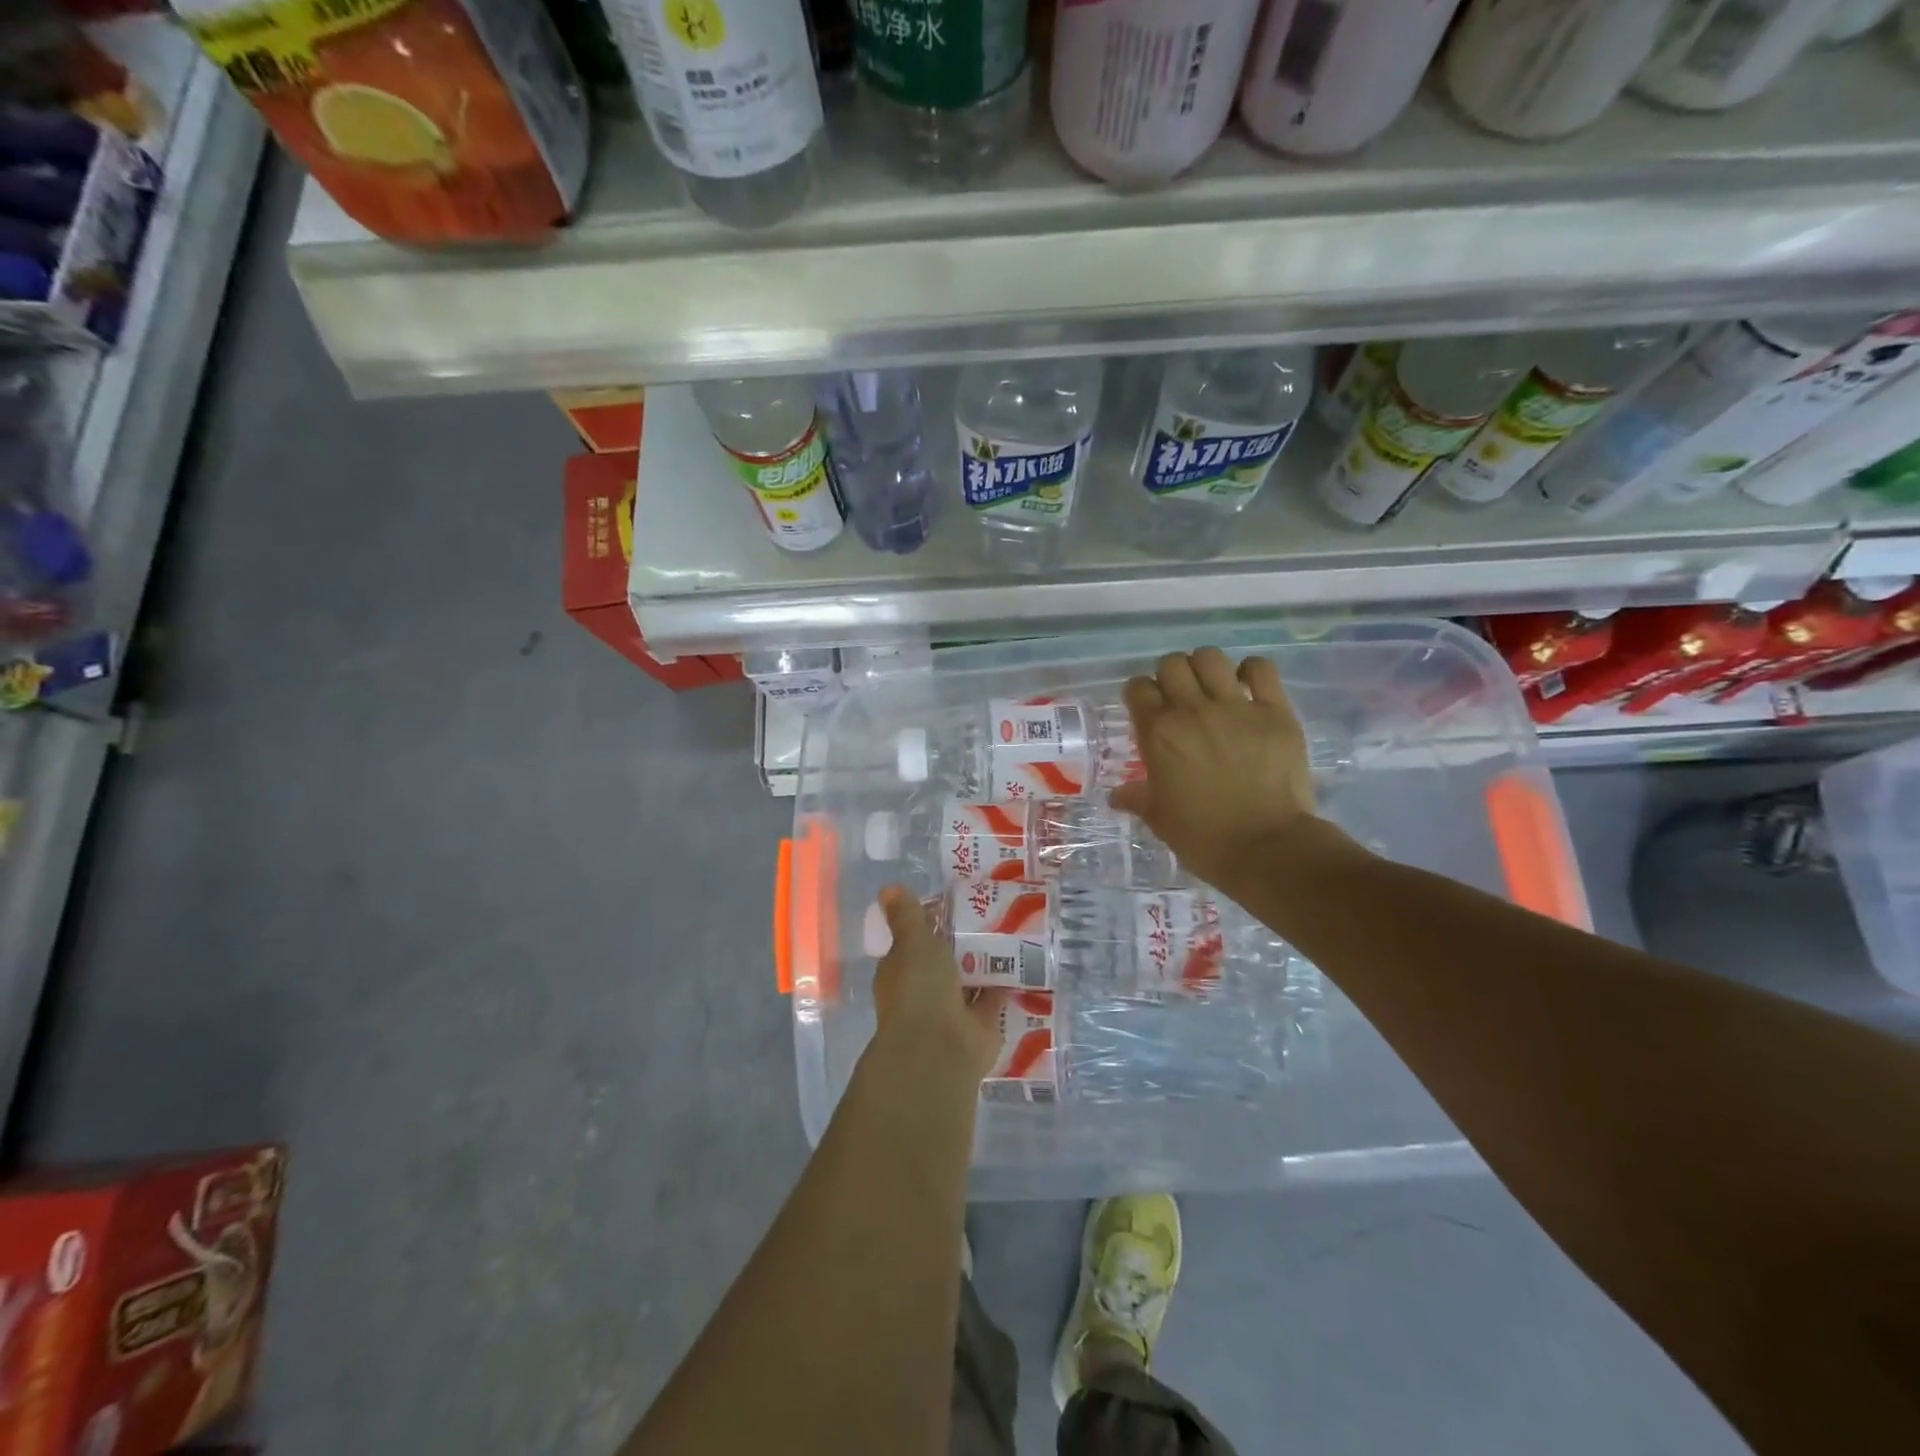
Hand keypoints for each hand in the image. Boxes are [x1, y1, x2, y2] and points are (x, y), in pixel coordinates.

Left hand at [868, 885, 1005, 1090]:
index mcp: (901, 970)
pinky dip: (1004, 985)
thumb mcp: (912, 942)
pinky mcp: (979, 1026)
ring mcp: (952, 1010)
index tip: (955, 902)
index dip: (931, 922)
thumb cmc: (919, 988)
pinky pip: (993, 999)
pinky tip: (1024, 963)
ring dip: (984, 963)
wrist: (940, 1048)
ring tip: (1012, 931)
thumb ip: (906, 916)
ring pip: (969, 980)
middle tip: (992, 911)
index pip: (914, 941)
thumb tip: (887, 887)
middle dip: (962, 942)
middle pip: (944, 960)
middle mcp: (923, 991)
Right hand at [1110, 648, 1324, 898]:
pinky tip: (1248, 687)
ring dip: (1205, 668)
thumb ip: (1137, 797)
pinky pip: (1261, 669)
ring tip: (1211, 688)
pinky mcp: (1275, 711)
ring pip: (1211, 657)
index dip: (1139, 695)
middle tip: (1178, 698)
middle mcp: (1192, 709)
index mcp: (1158, 732)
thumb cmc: (1202, 837)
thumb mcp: (1159, 818)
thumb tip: (1118, 795)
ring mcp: (1236, 707)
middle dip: (1170, 676)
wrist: (1266, 847)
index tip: (1146, 709)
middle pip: (1172, 663)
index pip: (1137, 687)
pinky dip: (1252, 671)